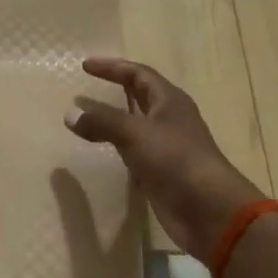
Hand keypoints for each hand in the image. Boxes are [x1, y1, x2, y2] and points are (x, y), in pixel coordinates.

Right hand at [64, 57, 264, 257]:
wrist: (207, 210)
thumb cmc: (175, 159)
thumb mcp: (134, 133)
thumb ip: (101, 121)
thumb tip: (70, 114)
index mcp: (169, 101)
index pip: (138, 74)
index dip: (112, 67)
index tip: (85, 66)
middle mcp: (169, 119)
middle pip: (140, 96)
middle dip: (114, 89)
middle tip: (87, 88)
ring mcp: (166, 146)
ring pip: (135, 125)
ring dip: (113, 119)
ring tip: (87, 118)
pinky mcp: (161, 171)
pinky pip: (134, 150)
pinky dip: (116, 146)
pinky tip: (101, 149)